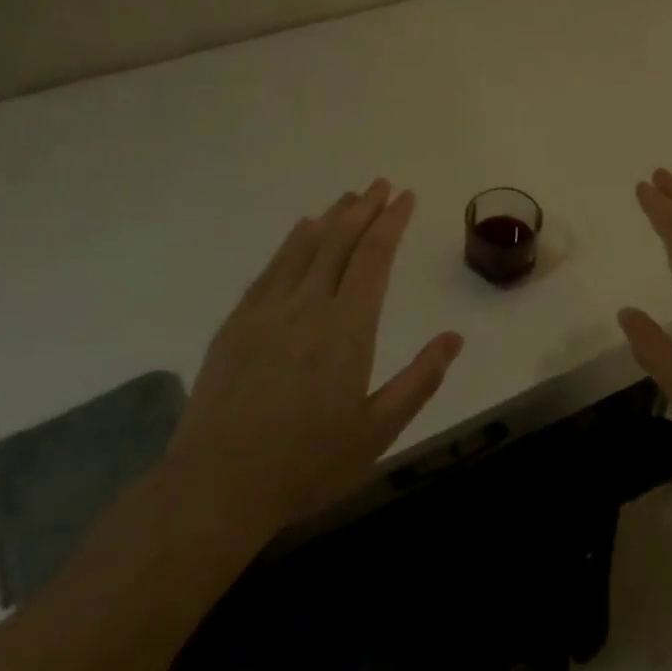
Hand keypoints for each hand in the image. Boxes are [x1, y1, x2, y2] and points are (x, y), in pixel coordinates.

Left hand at [161, 180, 463, 535]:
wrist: (217, 485)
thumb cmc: (307, 463)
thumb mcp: (378, 431)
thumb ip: (420, 380)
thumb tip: (454, 337)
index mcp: (347, 329)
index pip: (374, 258)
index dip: (391, 223)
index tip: (405, 197)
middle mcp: (308, 306)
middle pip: (340, 242)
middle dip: (364, 209)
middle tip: (382, 185)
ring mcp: (267, 310)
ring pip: (305, 247)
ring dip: (331, 218)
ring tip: (350, 197)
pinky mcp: (237, 322)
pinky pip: (271, 267)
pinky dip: (292, 242)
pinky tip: (302, 229)